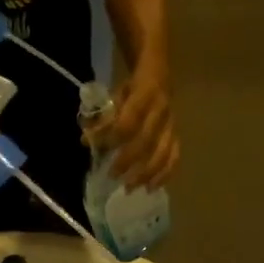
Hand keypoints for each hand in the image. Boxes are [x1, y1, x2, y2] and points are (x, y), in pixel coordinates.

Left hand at [101, 62, 177, 189]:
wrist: (159, 75)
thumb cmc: (130, 88)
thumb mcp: (114, 94)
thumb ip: (102, 117)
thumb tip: (87, 141)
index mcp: (146, 93)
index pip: (130, 120)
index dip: (114, 137)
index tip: (100, 150)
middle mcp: (162, 110)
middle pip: (147, 141)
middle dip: (128, 161)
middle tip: (113, 176)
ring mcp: (172, 125)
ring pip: (163, 153)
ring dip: (146, 174)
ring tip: (130, 188)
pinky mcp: (176, 135)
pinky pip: (174, 157)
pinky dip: (164, 175)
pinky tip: (151, 188)